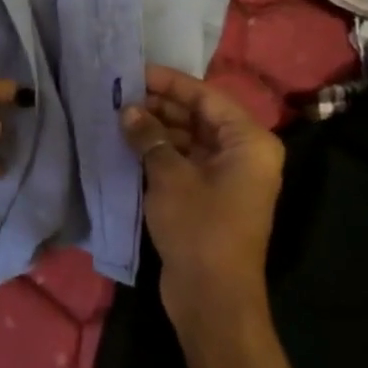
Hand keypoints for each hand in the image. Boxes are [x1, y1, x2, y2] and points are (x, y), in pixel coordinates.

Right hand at [121, 66, 283, 342]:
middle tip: (119, 94)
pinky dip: (161, 152)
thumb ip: (149, 137)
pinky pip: (186, 161)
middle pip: (199, 116)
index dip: (169, 82)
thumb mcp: (169, 176)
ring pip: (190, 139)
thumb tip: (128, 110)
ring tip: (118, 117)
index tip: (134, 71)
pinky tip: (129, 144)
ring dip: (157, 129)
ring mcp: (228, 176)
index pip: (206, 96)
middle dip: (160, 105)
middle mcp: (244, 153)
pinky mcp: (211, 196)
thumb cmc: (199, 228)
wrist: (212, 296)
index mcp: (249, 141)